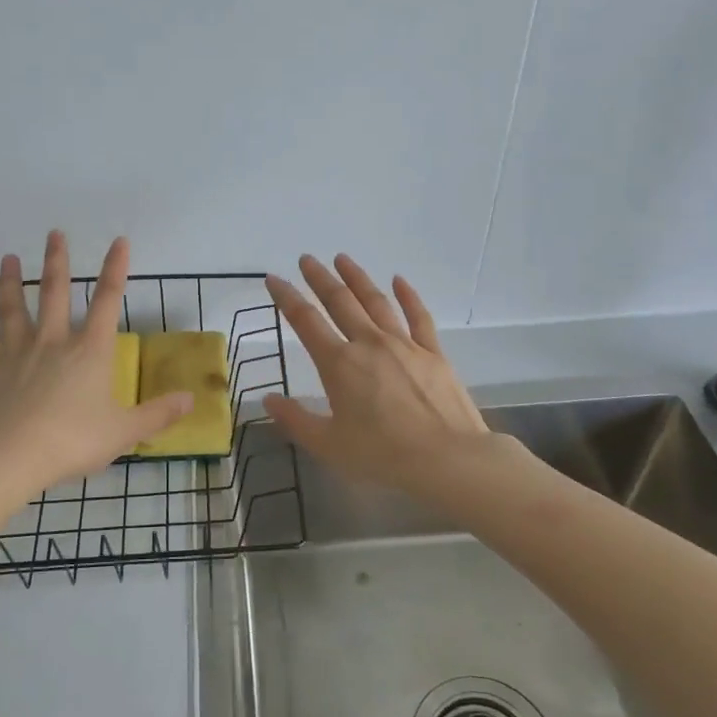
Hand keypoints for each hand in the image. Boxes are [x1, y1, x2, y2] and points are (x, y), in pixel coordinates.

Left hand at [0, 232, 192, 497]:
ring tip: (8, 258)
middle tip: (54, 233)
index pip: (108, 301)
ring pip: (13, 308)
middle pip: (55, 293)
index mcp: (90, 350)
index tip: (119, 241)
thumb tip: (192, 399)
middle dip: (57, 262)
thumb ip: (158, 414)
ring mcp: (15, 353)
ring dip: (10, 282)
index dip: (116, 269)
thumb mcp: (124, 432)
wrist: (10, 457)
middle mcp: (53, 341)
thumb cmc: (73, 441)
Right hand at [262, 254, 489, 495]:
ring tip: (343, 259)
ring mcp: (404, 344)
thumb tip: (268, 399)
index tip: (274, 278)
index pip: (305, 321)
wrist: (447, 458)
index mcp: (339, 364)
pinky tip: (399, 280)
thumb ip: (296, 420)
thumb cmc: (383, 455)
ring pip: (376, 301)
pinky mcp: (433, 352)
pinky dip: (408, 295)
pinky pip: (418, 316)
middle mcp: (368, 343)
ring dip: (357, 278)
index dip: (287, 297)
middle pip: (340, 301)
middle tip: (307, 259)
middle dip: (320, 278)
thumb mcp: (329, 445)